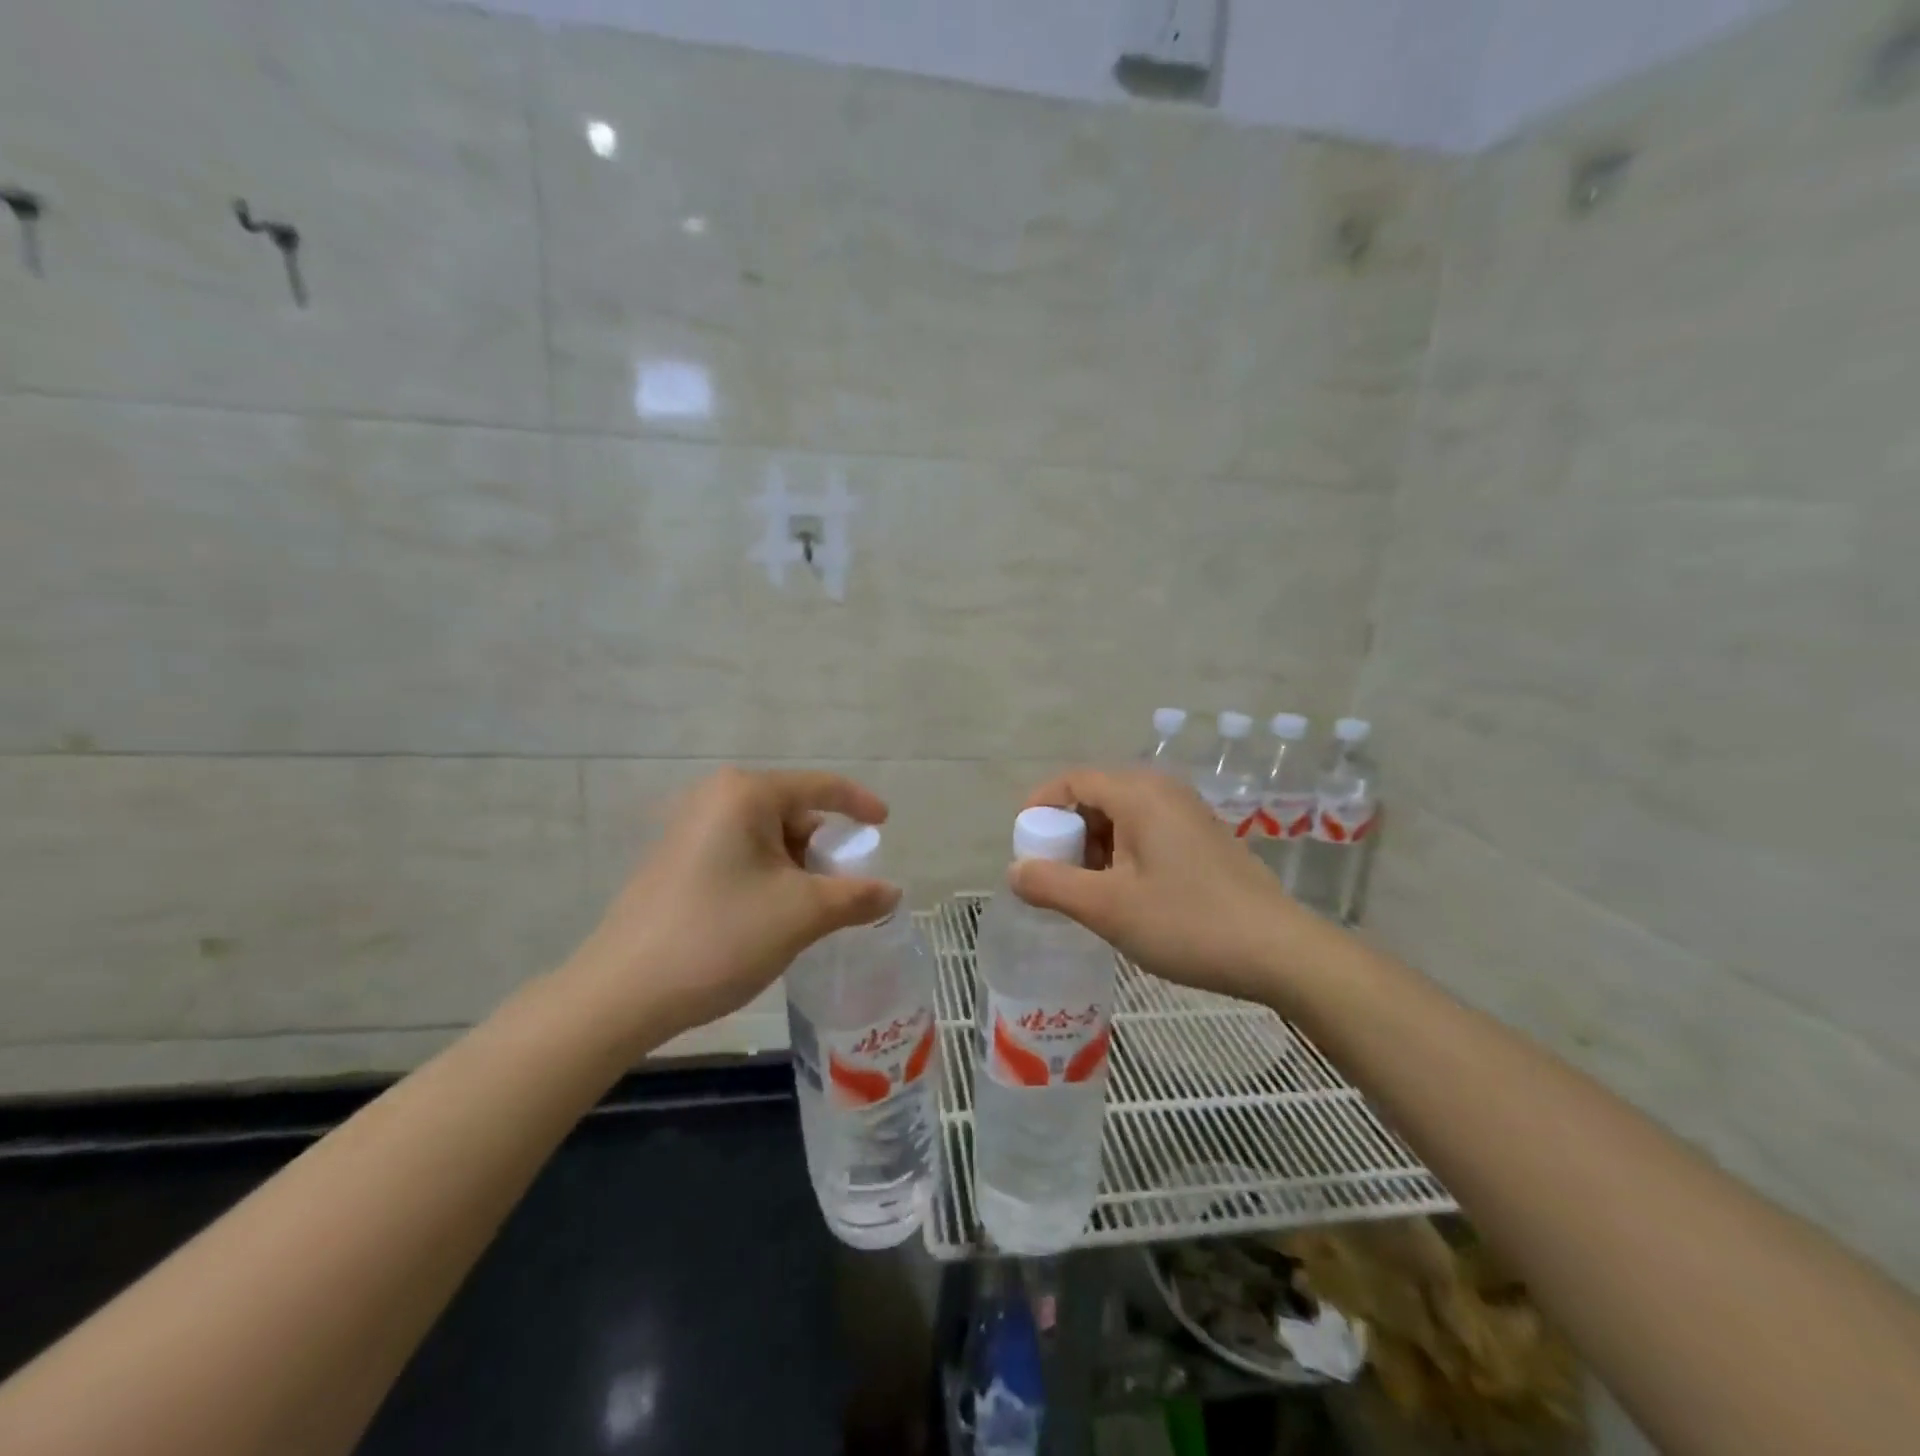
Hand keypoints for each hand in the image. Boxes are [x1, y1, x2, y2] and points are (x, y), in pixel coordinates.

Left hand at [563, 768, 899, 1045]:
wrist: (623, 993)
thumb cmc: (721, 936)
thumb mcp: (803, 914)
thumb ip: (856, 897)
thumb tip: (892, 893)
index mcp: (745, 794)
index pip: (820, 787)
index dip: (859, 804)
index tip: (885, 825)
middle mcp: (715, 798)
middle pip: (793, 812)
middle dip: (822, 850)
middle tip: (841, 891)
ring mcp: (689, 829)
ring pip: (766, 838)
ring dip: (796, 869)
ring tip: (805, 914)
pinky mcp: (676, 861)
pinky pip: (740, 855)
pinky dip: (767, 877)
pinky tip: (768, 918)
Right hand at [1009, 767, 1322, 1006]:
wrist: (1280, 952)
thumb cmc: (1187, 923)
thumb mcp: (1107, 908)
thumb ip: (1052, 885)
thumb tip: (1015, 871)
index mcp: (1138, 794)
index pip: (1072, 781)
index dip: (1039, 808)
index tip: (1023, 846)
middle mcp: (1164, 791)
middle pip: (1096, 796)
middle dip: (1066, 833)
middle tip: (1054, 876)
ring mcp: (1188, 814)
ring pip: (1122, 816)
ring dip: (1094, 847)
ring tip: (1087, 893)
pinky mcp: (1203, 839)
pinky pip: (1147, 832)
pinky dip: (1122, 855)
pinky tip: (1125, 895)